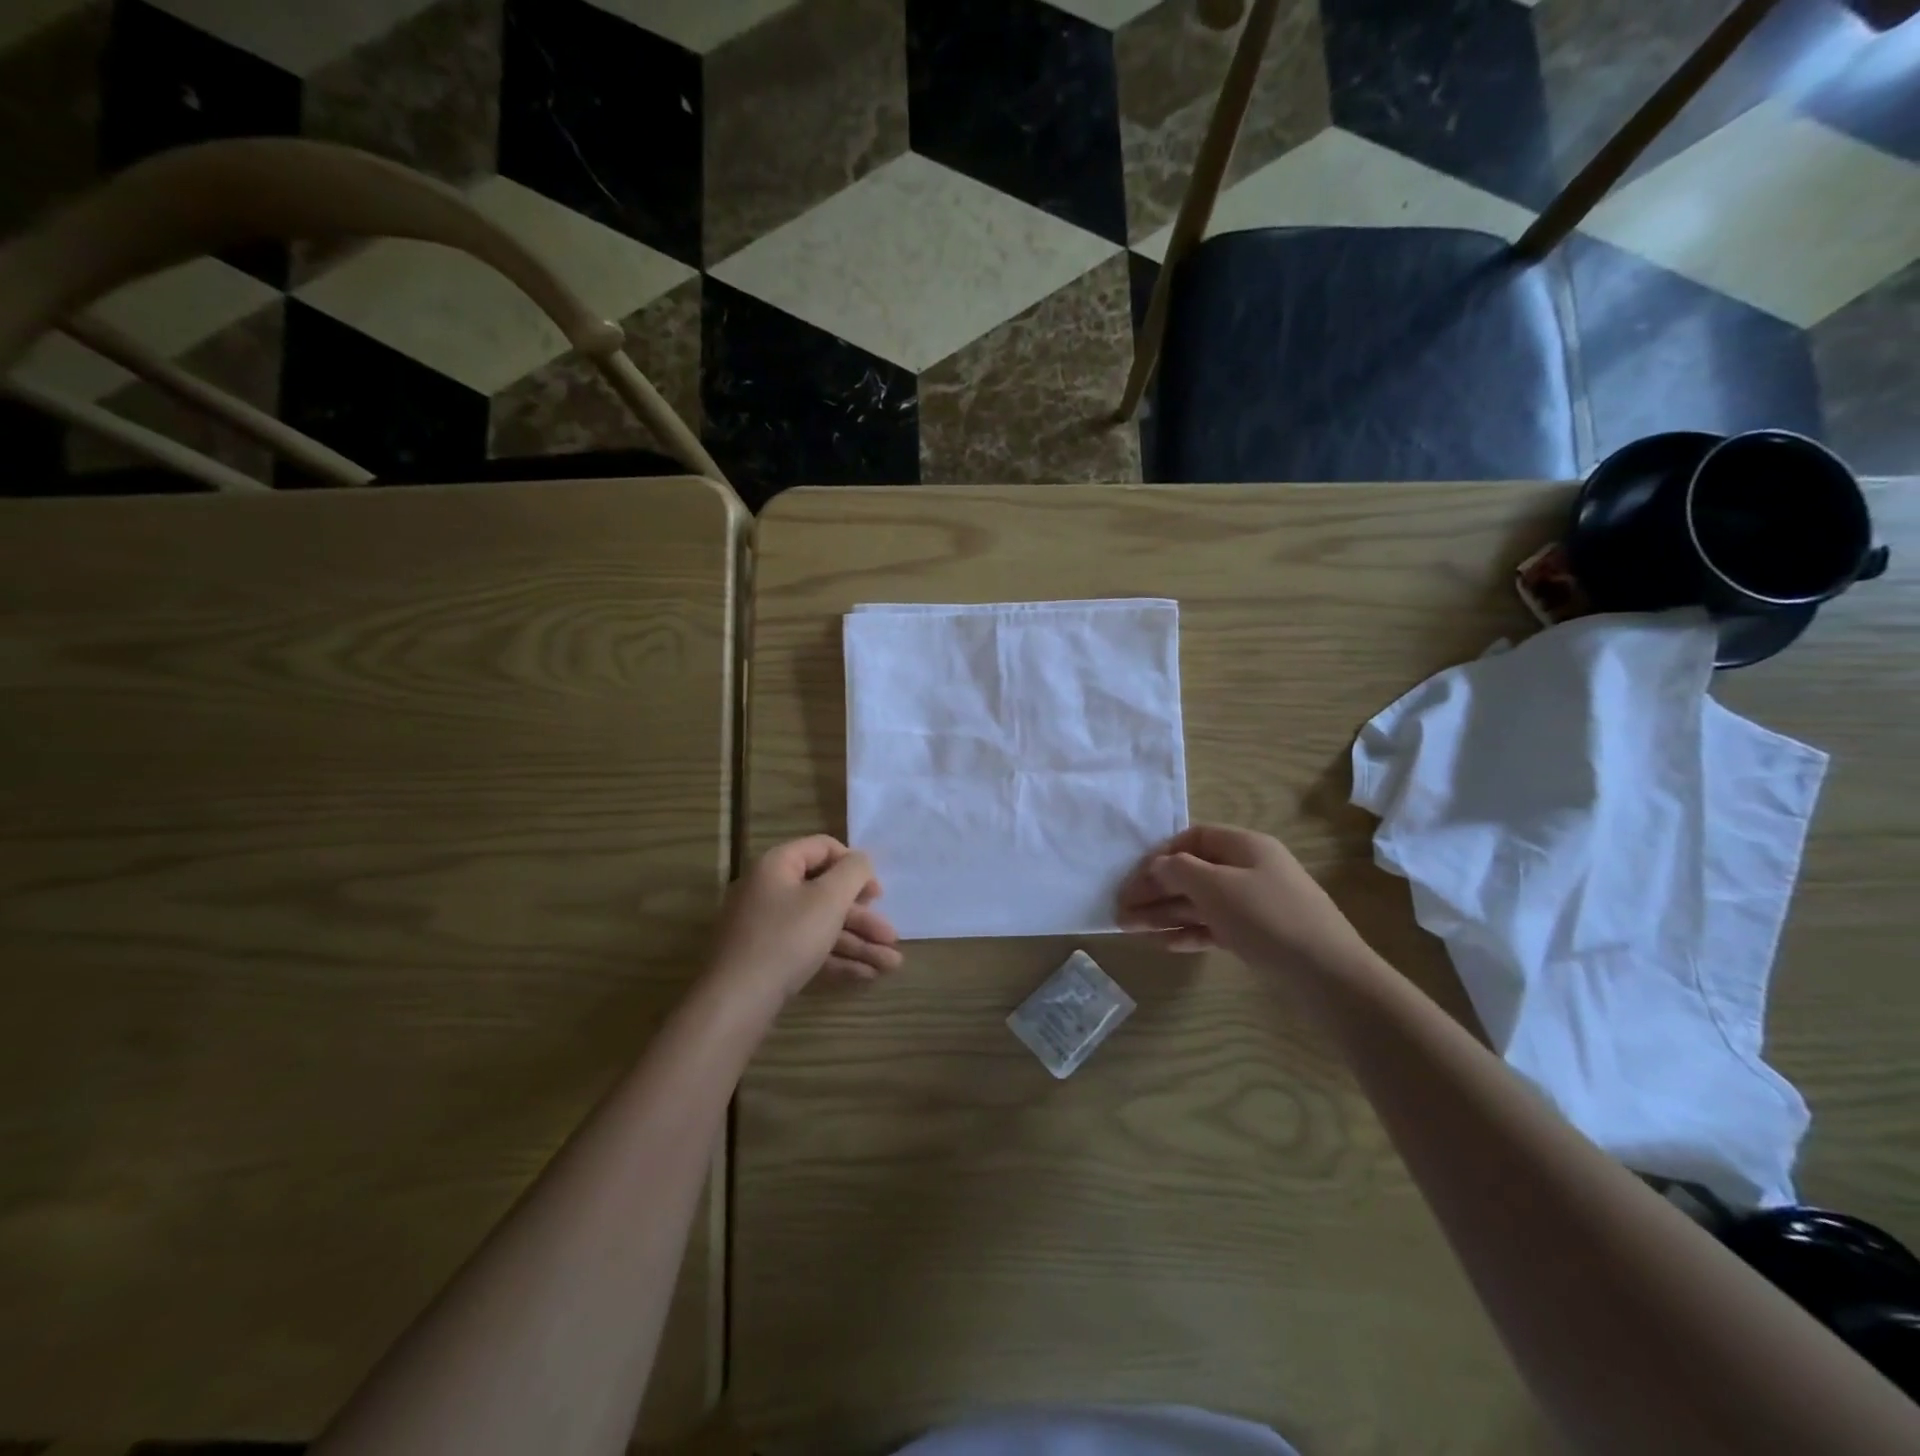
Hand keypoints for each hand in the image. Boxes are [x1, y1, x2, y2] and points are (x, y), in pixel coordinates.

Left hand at [708, 836, 902, 1000]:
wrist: (736, 1002)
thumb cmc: (787, 938)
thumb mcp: (828, 898)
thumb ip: (853, 872)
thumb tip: (861, 860)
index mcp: (778, 865)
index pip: (823, 848)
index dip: (855, 865)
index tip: (877, 893)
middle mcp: (770, 890)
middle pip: (826, 893)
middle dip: (863, 917)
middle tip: (891, 936)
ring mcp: (766, 927)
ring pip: (821, 926)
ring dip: (858, 942)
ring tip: (891, 964)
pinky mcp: (768, 959)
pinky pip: (809, 949)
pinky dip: (837, 958)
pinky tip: (867, 975)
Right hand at [1117, 824, 1368, 972]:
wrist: (1329, 976)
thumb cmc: (1268, 918)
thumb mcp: (1218, 887)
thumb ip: (1180, 870)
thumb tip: (1157, 865)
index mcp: (1245, 846)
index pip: (1193, 838)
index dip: (1160, 854)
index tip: (1134, 878)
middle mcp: (1249, 870)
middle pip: (1192, 872)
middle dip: (1155, 890)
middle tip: (1121, 910)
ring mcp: (1254, 904)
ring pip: (1200, 902)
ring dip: (1164, 913)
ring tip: (1129, 929)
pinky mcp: (1257, 936)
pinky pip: (1214, 926)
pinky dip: (1188, 932)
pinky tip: (1164, 944)